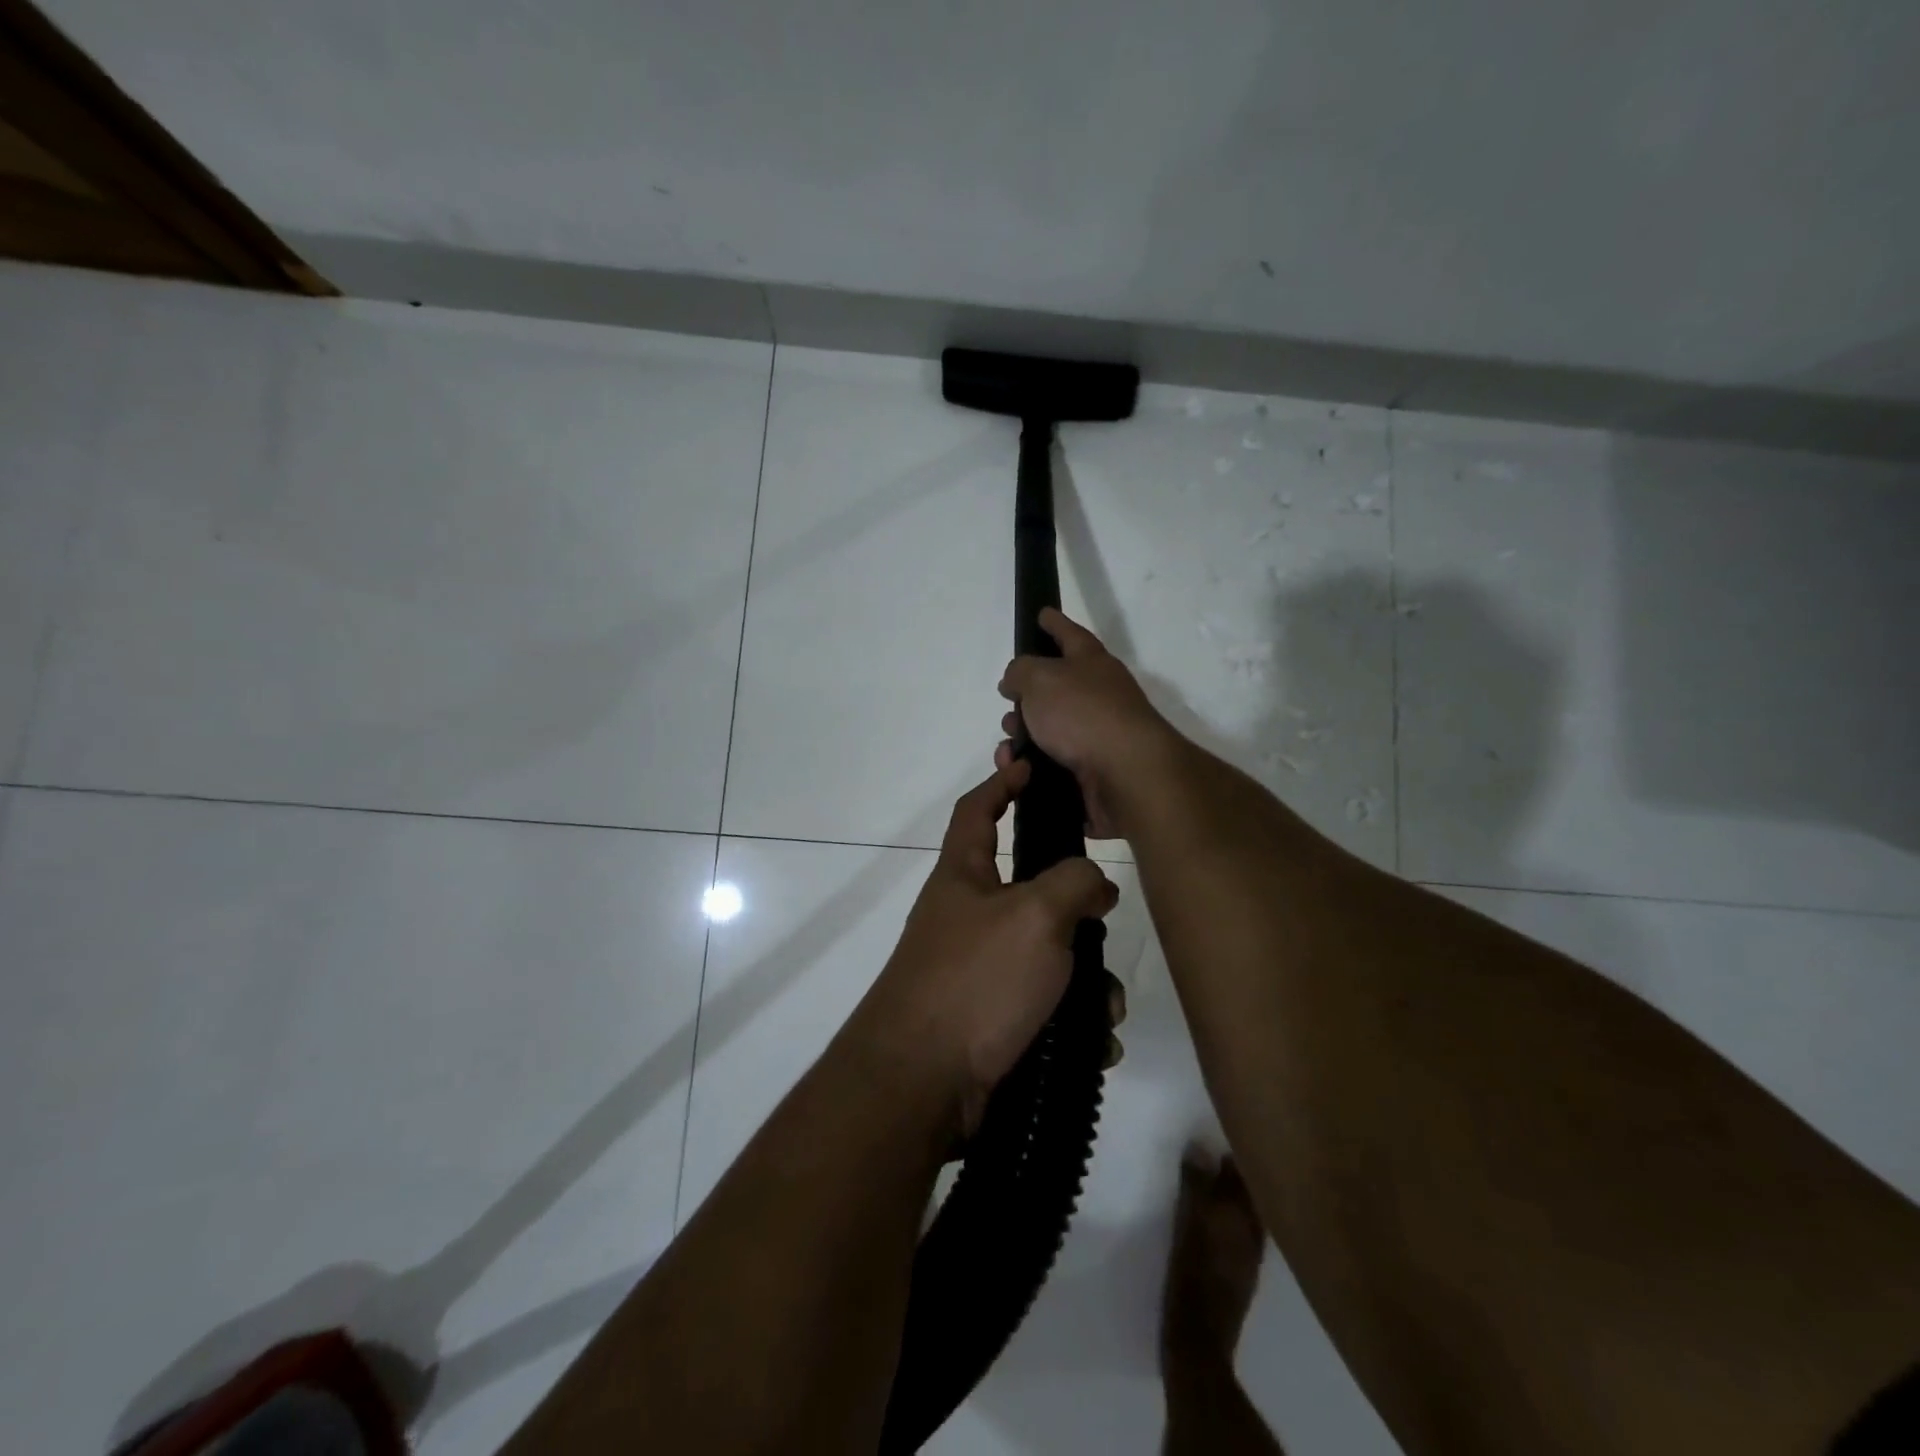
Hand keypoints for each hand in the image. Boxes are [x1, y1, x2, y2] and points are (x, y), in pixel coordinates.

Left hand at [849, 759, 1119, 1137]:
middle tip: (1104, 924)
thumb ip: (1075, 883)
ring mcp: (974, 972)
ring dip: (1084, 981)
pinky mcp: (987, 1021)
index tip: (1030, 767)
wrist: (921, 1084)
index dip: (1002, 783)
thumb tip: (1094, 885)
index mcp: (962, 877)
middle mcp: (965, 918)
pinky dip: (1072, 1022)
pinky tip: (1092, 1045)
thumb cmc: (975, 980)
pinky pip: (1043, 1007)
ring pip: (1046, 957)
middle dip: (1074, 911)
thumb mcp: (1036, 915)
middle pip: (1029, 892)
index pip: (976, 810)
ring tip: (1104, 1009)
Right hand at [996, 607, 1177, 838]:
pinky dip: (1030, 766)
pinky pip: (1051, 764)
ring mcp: (1097, 735)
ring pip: (1049, 729)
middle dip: (1025, 697)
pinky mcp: (1092, 771)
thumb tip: (1015, 682)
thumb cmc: (1083, 714)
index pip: (1069, 634)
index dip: (1053, 623)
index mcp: (1091, 663)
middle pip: (1055, 688)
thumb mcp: (1040, 678)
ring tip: (1008, 749)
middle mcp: (1098, 695)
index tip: (1042, 613)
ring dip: (1022, 736)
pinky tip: (1017, 771)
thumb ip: (1020, 671)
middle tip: (1008, 704)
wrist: (1126, 774)